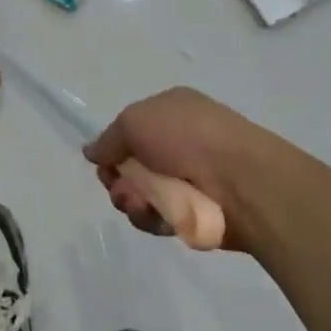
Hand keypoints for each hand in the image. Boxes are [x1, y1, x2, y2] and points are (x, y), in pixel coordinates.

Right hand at [84, 88, 270, 250]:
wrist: (240, 179)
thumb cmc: (186, 136)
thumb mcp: (134, 122)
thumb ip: (108, 139)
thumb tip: (91, 151)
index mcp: (171, 111)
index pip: (131, 130)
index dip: (113, 149)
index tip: (104, 164)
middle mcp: (181, 142)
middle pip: (133, 166)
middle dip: (118, 180)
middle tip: (119, 188)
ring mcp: (190, 178)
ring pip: (143, 194)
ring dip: (132, 201)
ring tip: (139, 203)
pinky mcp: (197, 212)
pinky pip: (161, 217)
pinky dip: (153, 218)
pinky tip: (158, 217)